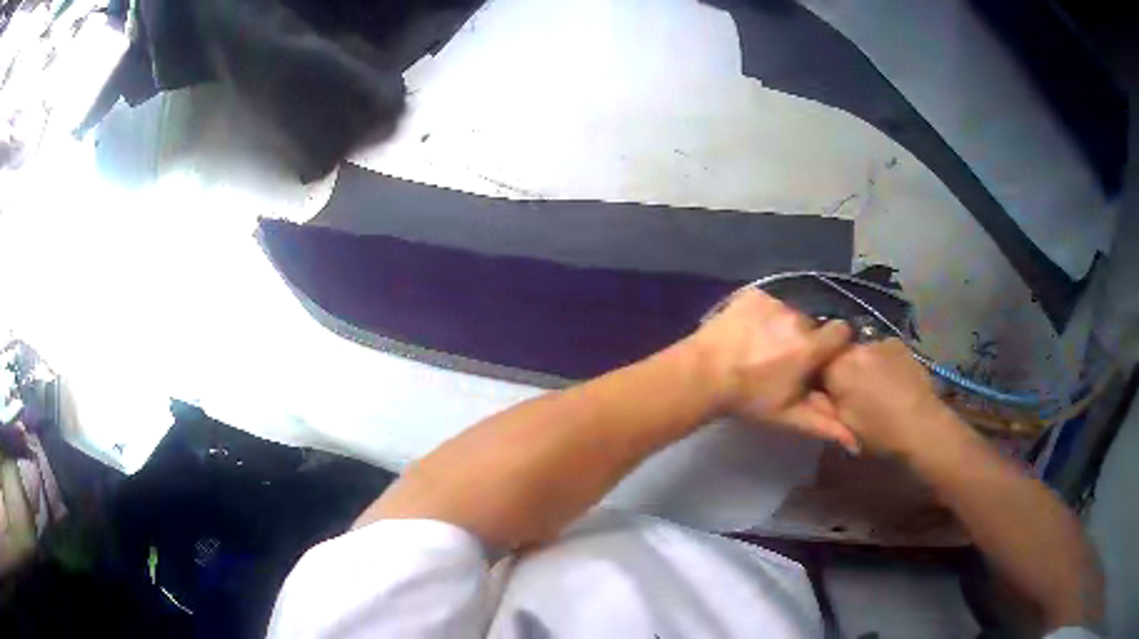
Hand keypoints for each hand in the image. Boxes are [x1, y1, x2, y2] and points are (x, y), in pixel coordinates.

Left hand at [687, 288, 857, 452]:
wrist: (701, 374)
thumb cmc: (748, 398)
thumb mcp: (788, 416)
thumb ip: (825, 425)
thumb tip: (856, 443)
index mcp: (811, 346)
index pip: (842, 331)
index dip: (835, 344)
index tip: (821, 359)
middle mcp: (797, 316)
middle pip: (814, 324)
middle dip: (806, 339)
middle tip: (786, 360)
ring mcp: (773, 301)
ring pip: (791, 311)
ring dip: (784, 326)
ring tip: (763, 346)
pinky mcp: (753, 293)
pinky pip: (769, 302)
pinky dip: (764, 315)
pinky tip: (749, 332)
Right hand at [822, 338, 959, 457]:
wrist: (922, 425)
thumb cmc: (879, 432)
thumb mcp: (843, 424)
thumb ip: (824, 404)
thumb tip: (813, 393)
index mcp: (838, 367)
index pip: (814, 363)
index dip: (817, 379)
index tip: (824, 395)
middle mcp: (856, 347)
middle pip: (838, 354)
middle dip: (841, 370)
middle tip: (849, 395)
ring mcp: (880, 341)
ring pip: (860, 352)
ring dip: (862, 366)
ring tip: (874, 389)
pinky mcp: (899, 344)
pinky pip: (881, 351)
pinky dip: (881, 363)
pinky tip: (891, 381)